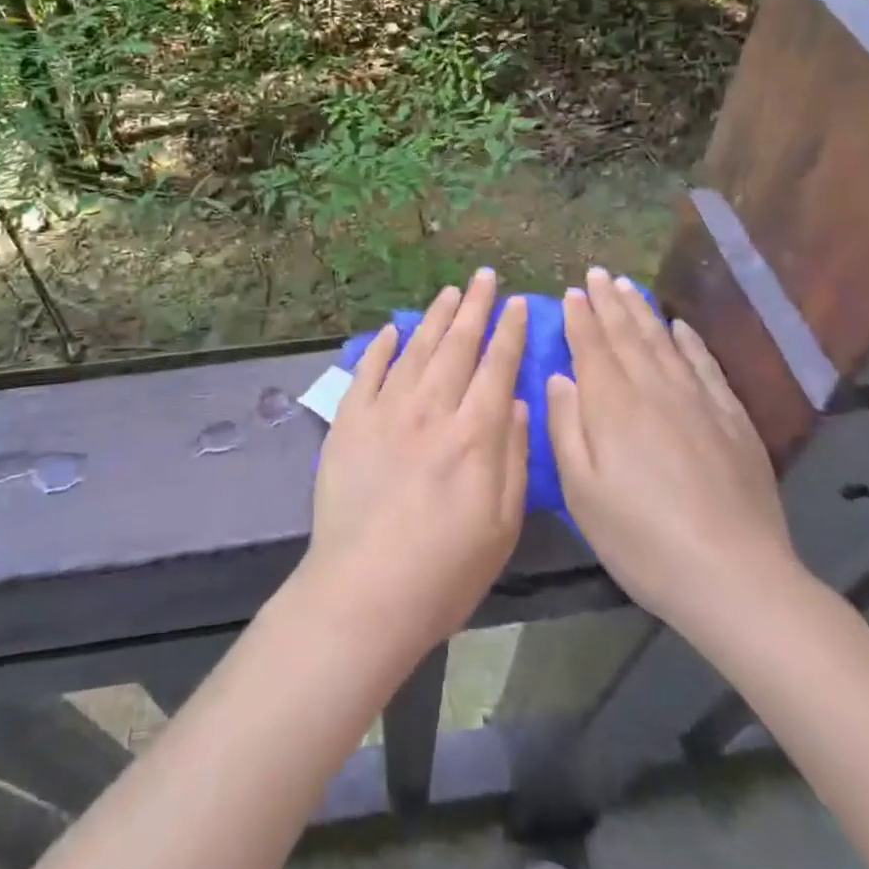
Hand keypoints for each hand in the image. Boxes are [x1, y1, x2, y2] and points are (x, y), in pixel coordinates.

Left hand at [296, 269, 529, 666]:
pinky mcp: (350, 421)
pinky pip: (368, 371)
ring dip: (434, 317)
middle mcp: (431, 408)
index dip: (510, 331)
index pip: (497, 366)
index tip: (518, 303)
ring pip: (416, 349)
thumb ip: (512, 455)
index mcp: (474, 433)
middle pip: (458, 344)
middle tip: (484, 277)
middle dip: (475, 307)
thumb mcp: (502, 524)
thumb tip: (514, 400)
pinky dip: (382, 346)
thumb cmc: (445, 570)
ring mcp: (386, 410)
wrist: (364, 591)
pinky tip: (393, 330)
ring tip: (449, 292)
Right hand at [547, 267, 798, 631]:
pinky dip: (690, 342)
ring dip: (643, 312)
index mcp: (612, 405)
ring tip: (629, 287)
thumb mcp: (582, 491)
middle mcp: (654, 389)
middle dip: (609, 302)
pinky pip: (706, 366)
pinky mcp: (732, 419)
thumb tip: (559, 377)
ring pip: (664, 342)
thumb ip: (566, 427)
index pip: (592, 346)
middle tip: (598, 274)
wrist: (734, 575)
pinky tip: (681, 328)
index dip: (580, 317)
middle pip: (628, 334)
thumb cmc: (641, 538)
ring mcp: (698, 401)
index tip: (572, 291)